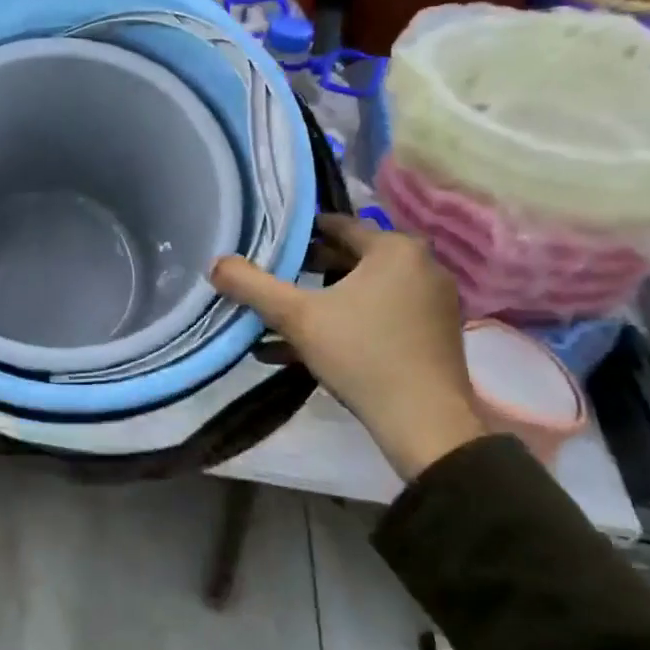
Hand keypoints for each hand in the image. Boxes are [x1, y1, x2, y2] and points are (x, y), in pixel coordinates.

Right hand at [211, 217, 485, 479]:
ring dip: (322, 302)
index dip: (299, 234)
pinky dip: (346, 324)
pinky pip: (380, 316)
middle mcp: (421, 267)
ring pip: (363, 291)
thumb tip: (215, 263)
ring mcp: (432, 303)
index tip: (269, 245)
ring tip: (281, 318)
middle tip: (272, 280)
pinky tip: (303, 349)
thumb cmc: (361, 354)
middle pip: (350, 259)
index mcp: (395, 249)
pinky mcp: (434, 335)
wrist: (425, 425)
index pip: (338, 225)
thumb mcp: (296, 316)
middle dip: (307, 270)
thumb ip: (252, 285)